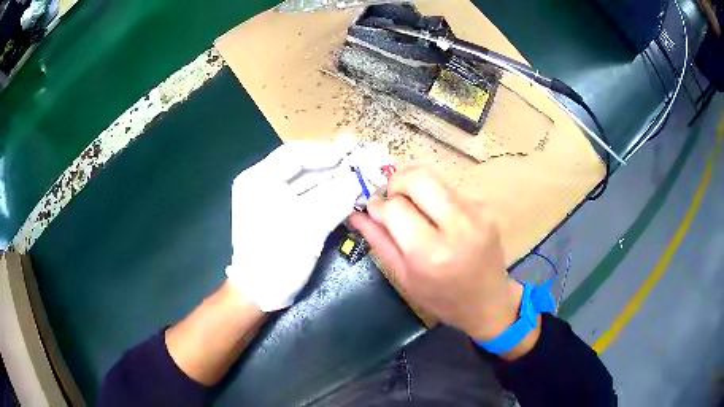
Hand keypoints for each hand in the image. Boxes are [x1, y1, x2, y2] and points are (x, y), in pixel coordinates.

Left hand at [226, 139, 390, 311]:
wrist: (260, 294)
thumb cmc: (276, 257)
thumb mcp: (307, 225)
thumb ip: (336, 197)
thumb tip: (365, 175)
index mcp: (257, 180)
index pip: (295, 154)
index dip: (326, 151)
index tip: (354, 149)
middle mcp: (262, 184)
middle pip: (302, 167)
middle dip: (333, 164)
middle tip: (362, 159)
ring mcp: (271, 200)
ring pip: (307, 182)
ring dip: (334, 179)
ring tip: (360, 173)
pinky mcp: (282, 215)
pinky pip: (307, 198)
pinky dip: (328, 195)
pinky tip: (348, 192)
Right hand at [350, 167, 522, 340]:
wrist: (489, 302)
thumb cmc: (442, 299)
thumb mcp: (405, 277)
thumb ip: (379, 241)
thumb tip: (357, 214)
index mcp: (430, 253)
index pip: (395, 207)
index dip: (378, 206)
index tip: (374, 211)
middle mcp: (457, 227)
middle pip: (419, 178)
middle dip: (397, 183)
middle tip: (392, 200)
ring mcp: (476, 213)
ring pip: (435, 178)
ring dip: (416, 188)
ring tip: (413, 208)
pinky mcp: (485, 208)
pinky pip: (450, 189)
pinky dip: (435, 196)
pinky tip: (436, 217)